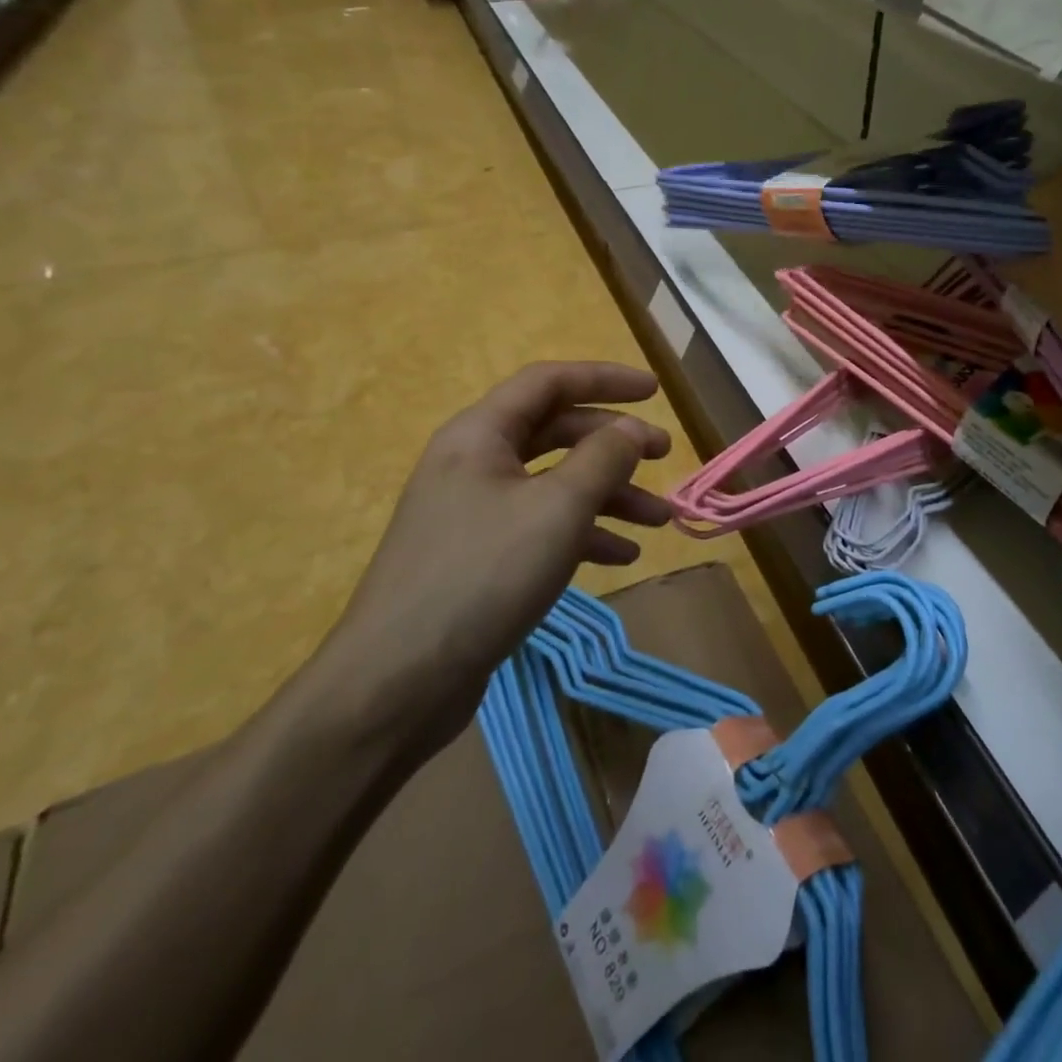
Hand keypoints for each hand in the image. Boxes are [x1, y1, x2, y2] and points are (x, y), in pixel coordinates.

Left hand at [318, 362, 674, 742]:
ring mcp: (475, 512)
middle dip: (614, 443)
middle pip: (556, 433)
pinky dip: (584, 534)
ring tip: (660, 520)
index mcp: (480, 434)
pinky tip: (622, 556)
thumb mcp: (557, 509)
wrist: (396, 682)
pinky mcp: (480, 558)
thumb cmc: (482, 576)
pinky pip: (541, 528)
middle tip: (665, 456)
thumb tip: (632, 429)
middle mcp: (475, 463)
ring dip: (609, 495)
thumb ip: (603, 459)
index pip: (549, 382)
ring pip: (554, 485)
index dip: (605, 379)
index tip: (654, 391)